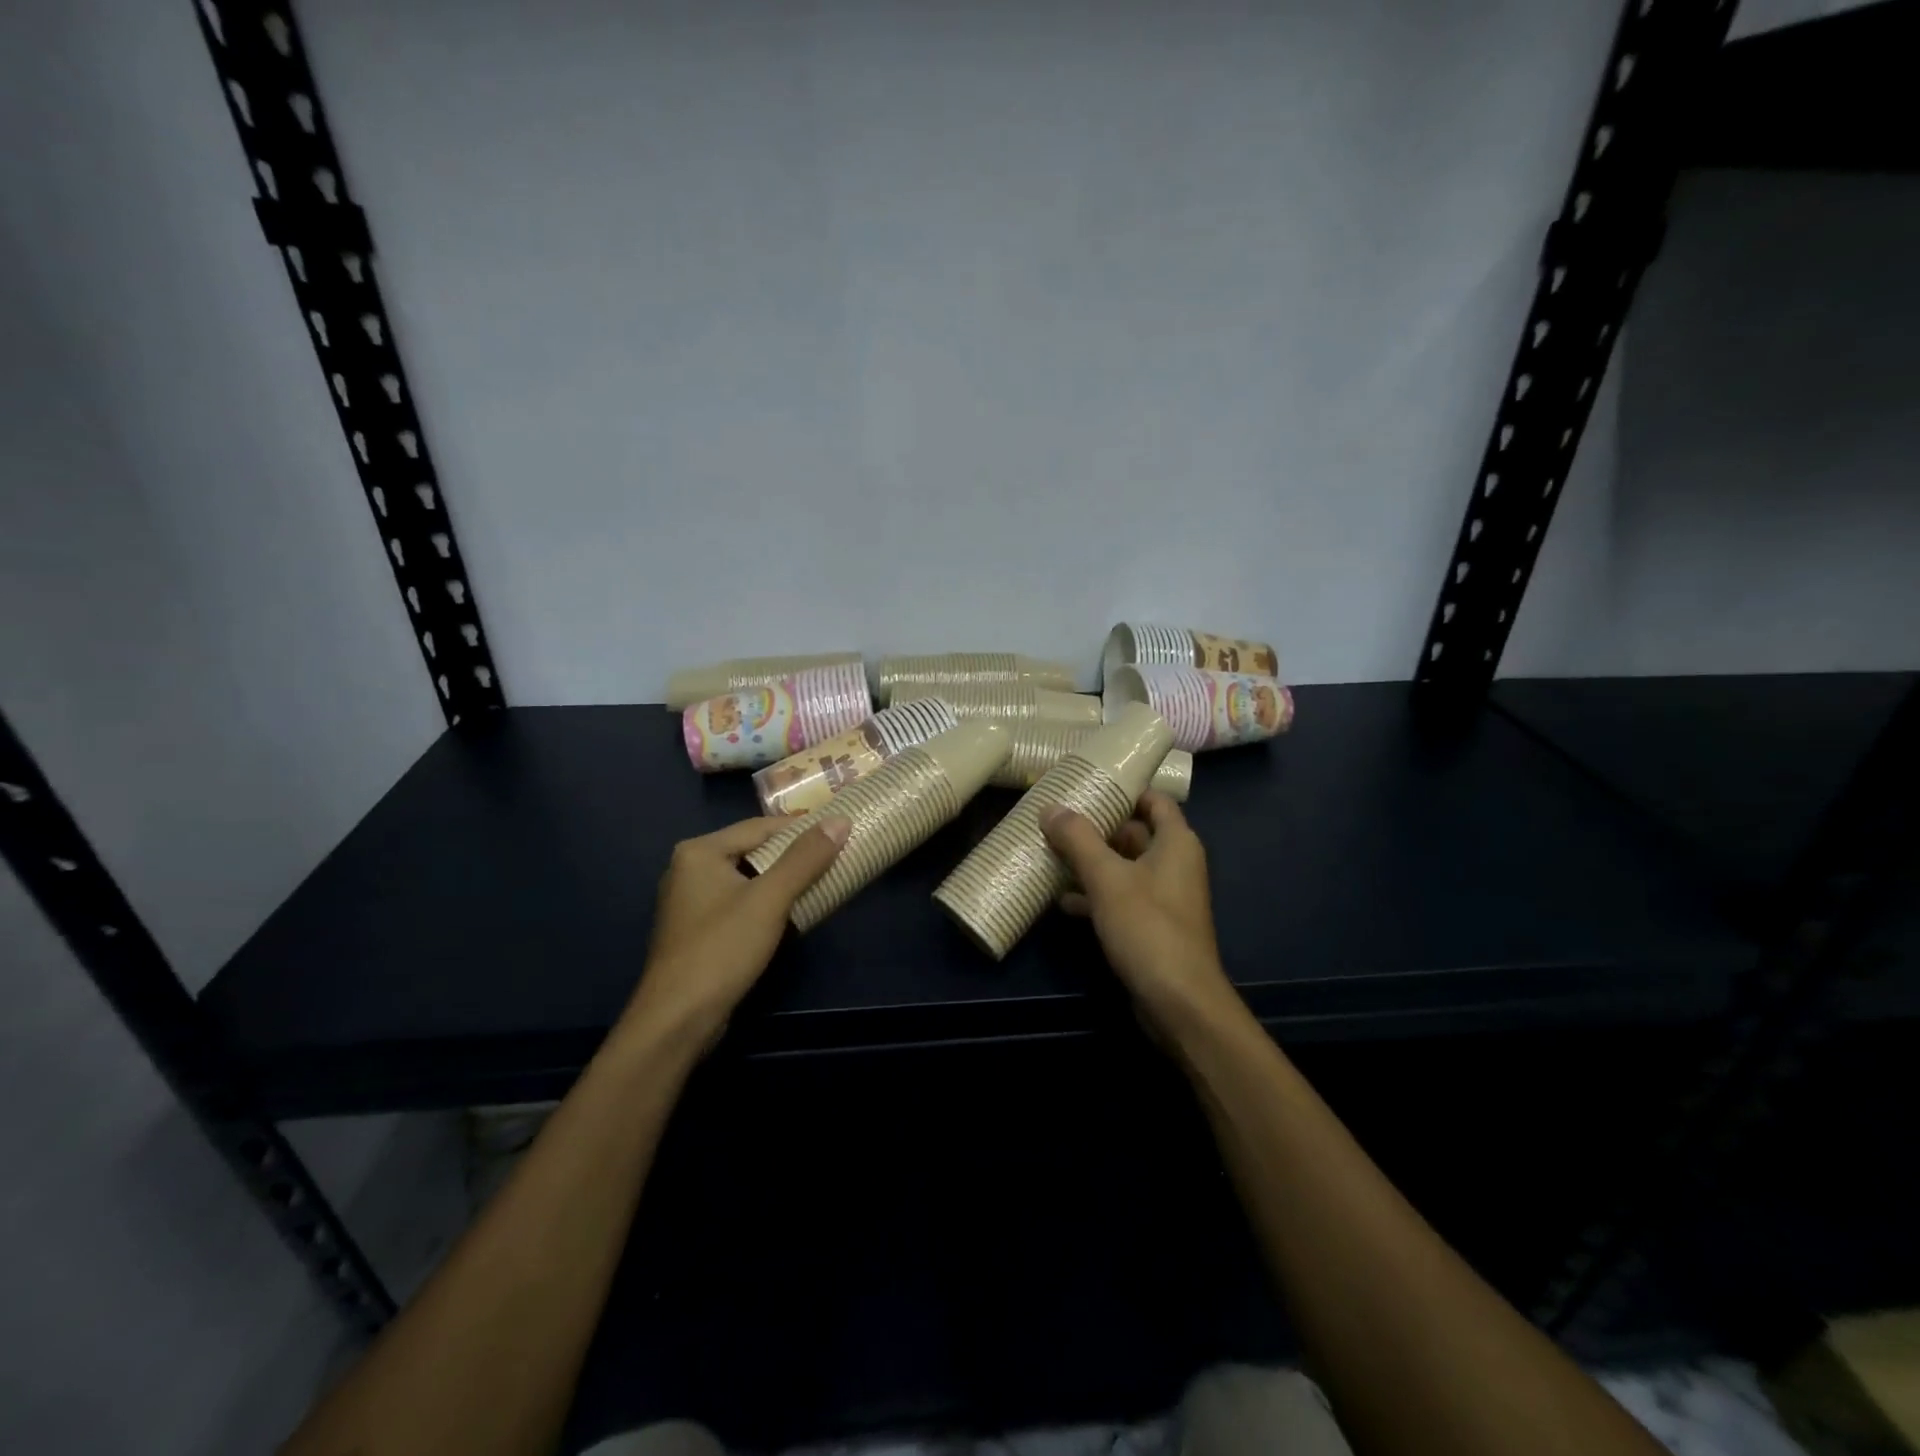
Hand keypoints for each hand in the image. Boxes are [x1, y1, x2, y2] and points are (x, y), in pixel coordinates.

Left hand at [623, 815, 849, 1048]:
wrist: (678, 1020)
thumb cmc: (722, 949)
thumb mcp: (770, 899)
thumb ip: (805, 858)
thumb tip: (840, 821)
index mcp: (700, 851)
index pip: (761, 826)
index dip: (802, 828)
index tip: (839, 832)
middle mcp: (689, 869)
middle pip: (753, 850)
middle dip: (794, 855)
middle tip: (836, 856)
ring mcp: (691, 902)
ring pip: (748, 878)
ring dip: (783, 881)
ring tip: (823, 881)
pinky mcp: (698, 930)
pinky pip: (740, 902)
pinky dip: (767, 903)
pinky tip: (793, 913)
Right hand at [1042, 791, 1235, 1033]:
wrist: (1178, 1001)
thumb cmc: (1148, 927)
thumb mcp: (1107, 878)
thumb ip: (1078, 839)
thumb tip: (1050, 808)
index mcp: (1175, 843)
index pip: (1153, 800)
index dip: (1124, 788)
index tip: (1088, 783)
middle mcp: (1174, 864)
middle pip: (1133, 832)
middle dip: (1096, 827)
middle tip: (1057, 819)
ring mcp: (1164, 897)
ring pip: (1123, 867)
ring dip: (1091, 862)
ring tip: (1050, 854)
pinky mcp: (1152, 926)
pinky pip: (1121, 897)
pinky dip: (1095, 894)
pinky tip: (1062, 900)